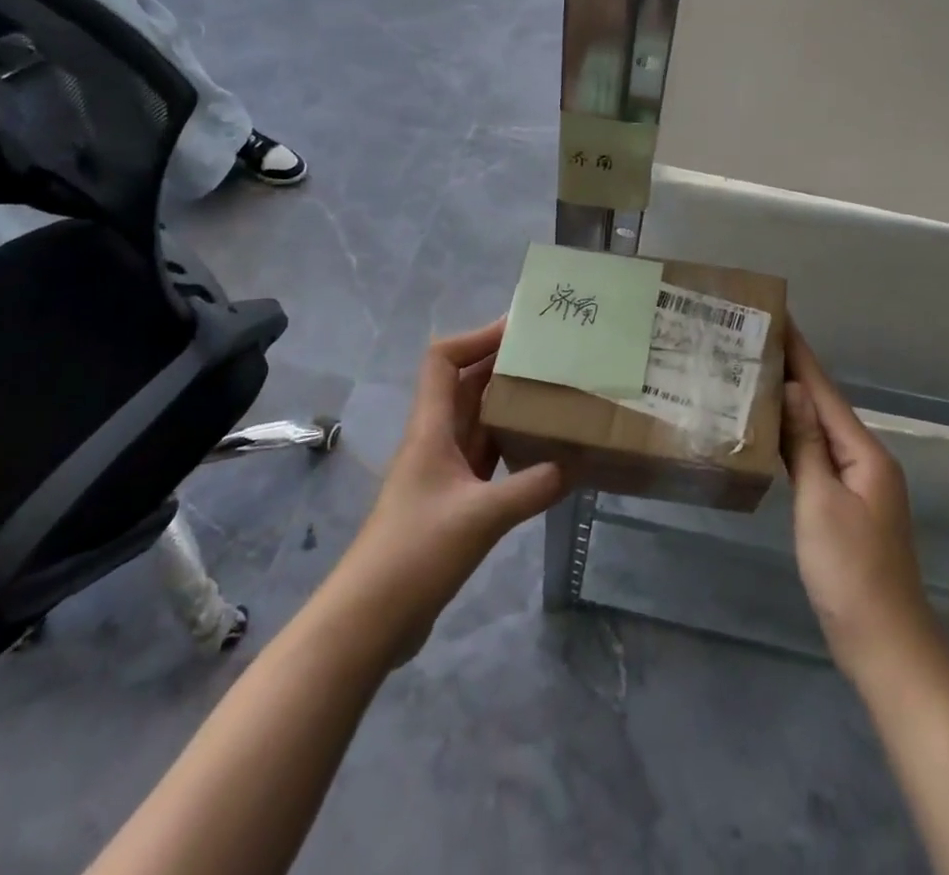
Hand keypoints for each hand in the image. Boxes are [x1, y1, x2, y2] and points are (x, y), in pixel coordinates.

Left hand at [337, 320, 566, 664]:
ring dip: (509, 405)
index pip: (443, 360)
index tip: (519, 330)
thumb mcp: (481, 517)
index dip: (476, 337)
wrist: (369, 619)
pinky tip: (542, 450)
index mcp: (430, 428)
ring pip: (478, 421)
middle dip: (502, 365)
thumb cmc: (416, 552)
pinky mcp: (452, 500)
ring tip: (554, 393)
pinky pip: (485, 457)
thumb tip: (578, 463)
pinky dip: (511, 446)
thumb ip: (532, 487)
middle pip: (465, 385)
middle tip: (550, 356)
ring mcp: (442, 471)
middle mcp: (434, 439)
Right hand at [781, 324, 932, 678]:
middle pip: (822, 403)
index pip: (823, 389)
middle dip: (791, 370)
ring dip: (790, 400)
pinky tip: (770, 430)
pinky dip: (794, 434)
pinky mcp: (846, 503)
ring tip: (753, 374)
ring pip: (818, 428)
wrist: (886, 644)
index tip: (778, 316)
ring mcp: (857, 482)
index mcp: (864, 452)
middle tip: (750, 341)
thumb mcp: (821, 503)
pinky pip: (817, 453)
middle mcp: (865, 458)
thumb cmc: (851, 572)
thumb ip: (805, 444)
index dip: (800, 352)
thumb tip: (790, 388)